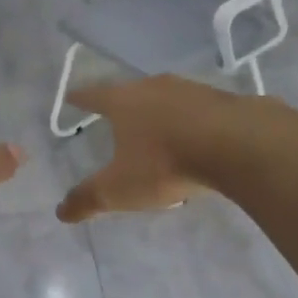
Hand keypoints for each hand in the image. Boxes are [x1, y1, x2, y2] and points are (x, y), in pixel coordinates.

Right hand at [55, 76, 244, 222]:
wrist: (236, 145)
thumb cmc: (165, 163)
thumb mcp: (119, 189)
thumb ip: (88, 199)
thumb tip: (60, 212)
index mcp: (123, 101)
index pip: (93, 95)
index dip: (80, 99)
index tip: (71, 97)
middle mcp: (154, 86)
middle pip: (131, 92)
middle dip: (122, 105)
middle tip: (115, 116)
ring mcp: (191, 89)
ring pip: (166, 98)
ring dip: (159, 112)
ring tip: (156, 130)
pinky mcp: (222, 100)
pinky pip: (198, 110)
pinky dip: (190, 122)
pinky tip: (196, 137)